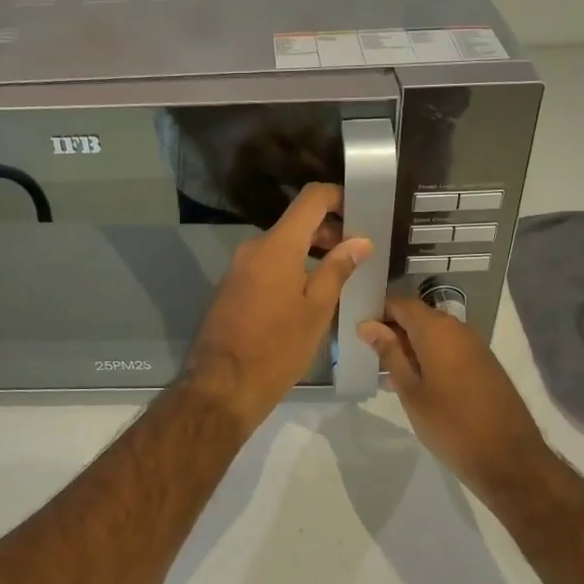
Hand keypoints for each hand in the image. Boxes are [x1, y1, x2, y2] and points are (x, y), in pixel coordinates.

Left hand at [184, 183, 370, 434]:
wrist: (223, 385)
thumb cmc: (277, 347)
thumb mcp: (317, 309)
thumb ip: (338, 269)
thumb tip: (359, 241)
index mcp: (278, 246)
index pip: (311, 198)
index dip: (338, 197)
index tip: (361, 211)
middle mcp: (254, 248)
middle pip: (296, 223)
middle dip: (328, 231)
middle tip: (358, 254)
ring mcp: (239, 268)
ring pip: (282, 246)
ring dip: (310, 253)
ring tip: (339, 276)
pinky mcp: (232, 288)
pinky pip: (267, 266)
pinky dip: (291, 269)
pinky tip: (309, 294)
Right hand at [358, 298, 551, 498]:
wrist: (508, 458)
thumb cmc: (450, 424)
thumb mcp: (411, 391)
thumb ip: (389, 354)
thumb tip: (367, 325)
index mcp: (437, 329)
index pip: (400, 303)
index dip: (377, 312)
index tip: (357, 331)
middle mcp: (458, 329)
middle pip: (417, 317)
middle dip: (391, 331)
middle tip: (366, 354)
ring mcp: (474, 346)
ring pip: (433, 335)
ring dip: (409, 348)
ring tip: (385, 374)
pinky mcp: (483, 364)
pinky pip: (448, 350)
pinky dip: (428, 358)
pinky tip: (413, 384)